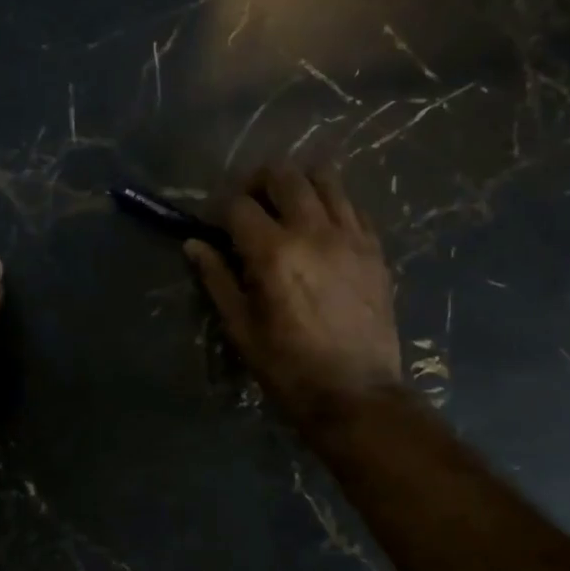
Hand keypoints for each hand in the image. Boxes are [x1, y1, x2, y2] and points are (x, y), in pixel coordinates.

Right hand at [185, 164, 400, 424]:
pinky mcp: (375, 250)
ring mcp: (351, 237)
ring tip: (287, 210)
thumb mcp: (242, 329)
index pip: (238, 205)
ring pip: (325, 178)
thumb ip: (217, 280)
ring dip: (299, 185)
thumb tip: (194, 244)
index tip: (213, 226)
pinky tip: (322, 231)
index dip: (218, 210)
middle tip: (249, 208)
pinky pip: (352, 206)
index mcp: (274, 253)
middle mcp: (314, 232)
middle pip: (284, 175)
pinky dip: (331, 206)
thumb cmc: (289, 369)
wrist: (357, 395)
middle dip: (258, 183)